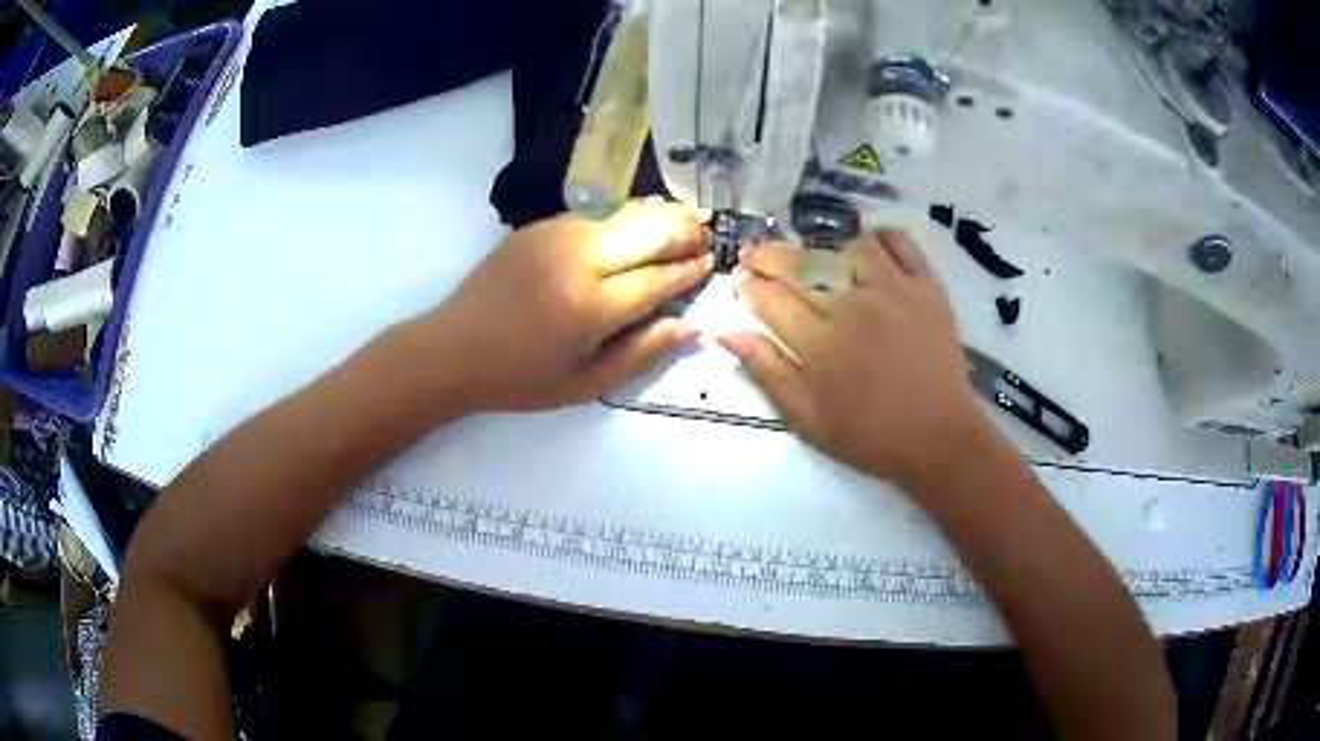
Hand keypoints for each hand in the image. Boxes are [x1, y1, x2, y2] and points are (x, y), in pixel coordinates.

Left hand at [413, 199, 712, 411]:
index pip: (657, 278)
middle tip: (709, 232)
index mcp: (591, 307)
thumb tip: (690, 326)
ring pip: (622, 212)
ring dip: (661, 212)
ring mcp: (556, 235)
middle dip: (684, 230)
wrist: (452, 349)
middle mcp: (578, 260)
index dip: (688, 270)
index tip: (712, 262)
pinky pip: (594, 211)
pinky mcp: (538, 226)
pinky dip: (625, 211)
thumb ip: (641, 353)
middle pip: (647, 232)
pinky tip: (642, 212)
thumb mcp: (584, 386)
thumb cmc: (519, 378)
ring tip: (691, 213)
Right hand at [720, 229, 990, 488]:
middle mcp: (853, 306)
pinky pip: (902, 244)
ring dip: (824, 247)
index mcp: (820, 342)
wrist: (939, 438)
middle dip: (769, 256)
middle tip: (755, 255)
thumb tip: (723, 330)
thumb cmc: (870, 435)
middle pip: (802, 265)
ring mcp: (894, 291)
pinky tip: (869, 243)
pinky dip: (882, 237)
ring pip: (848, 247)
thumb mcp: (807, 417)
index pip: (771, 299)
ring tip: (815, 256)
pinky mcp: (927, 288)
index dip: (749, 285)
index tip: (740, 279)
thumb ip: (766, 370)